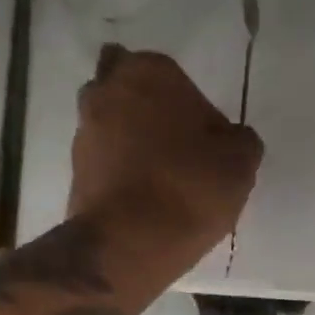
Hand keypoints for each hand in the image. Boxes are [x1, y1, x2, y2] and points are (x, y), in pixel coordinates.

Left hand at [71, 47, 261, 256]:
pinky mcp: (73, 171)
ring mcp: (83, 131)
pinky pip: (104, 164)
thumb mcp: (240, 162)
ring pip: (112, 127)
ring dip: (131, 144)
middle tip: (175, 150)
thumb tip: (228, 140)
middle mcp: (107, 89)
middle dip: (148, 113)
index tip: (205, 142)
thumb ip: (239, 140)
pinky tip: (142, 202)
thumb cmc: (190, 189)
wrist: (128, 244)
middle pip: (130, 92)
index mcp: (149, 71)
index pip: (174, 76)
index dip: (190, 108)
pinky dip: (120, 175)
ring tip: (159, 183)